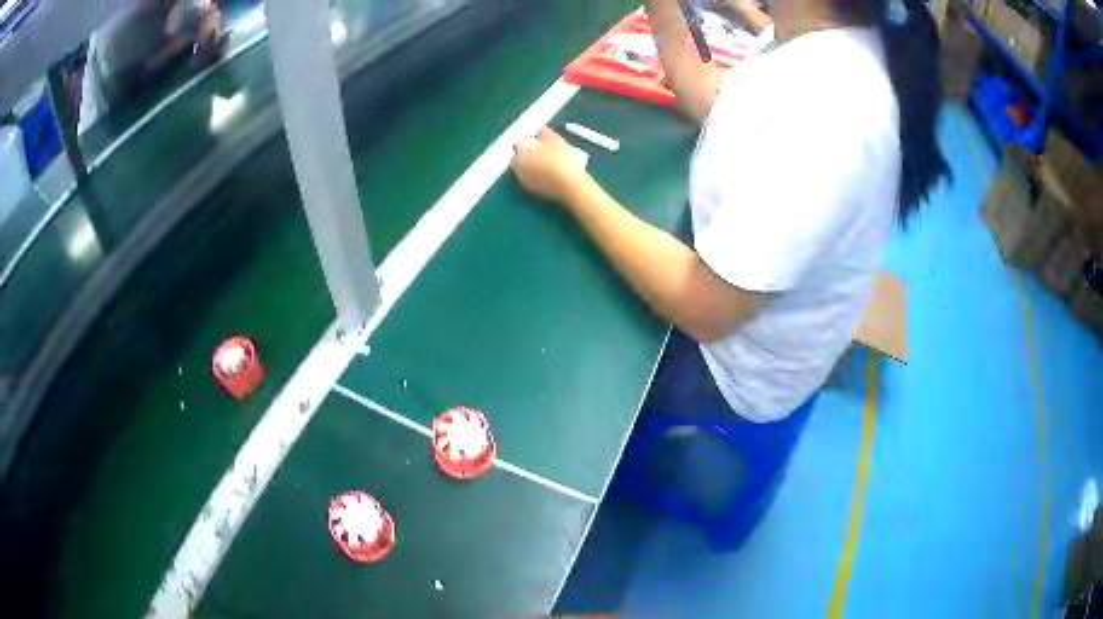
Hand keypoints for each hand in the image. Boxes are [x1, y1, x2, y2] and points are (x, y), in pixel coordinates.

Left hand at [511, 128, 590, 204]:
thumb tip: (540, 130)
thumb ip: (545, 133)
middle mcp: (518, 168)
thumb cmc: (562, 160)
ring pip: (524, 169)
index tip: (536, 135)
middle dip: (525, 152)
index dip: (527, 137)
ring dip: (530, 164)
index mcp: (521, 153)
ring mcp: (524, 182)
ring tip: (544, 161)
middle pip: (518, 157)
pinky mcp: (533, 191)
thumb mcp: (556, 141)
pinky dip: (536, 174)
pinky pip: (531, 178)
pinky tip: (548, 172)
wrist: (570, 186)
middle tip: (538, 148)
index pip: (519, 141)